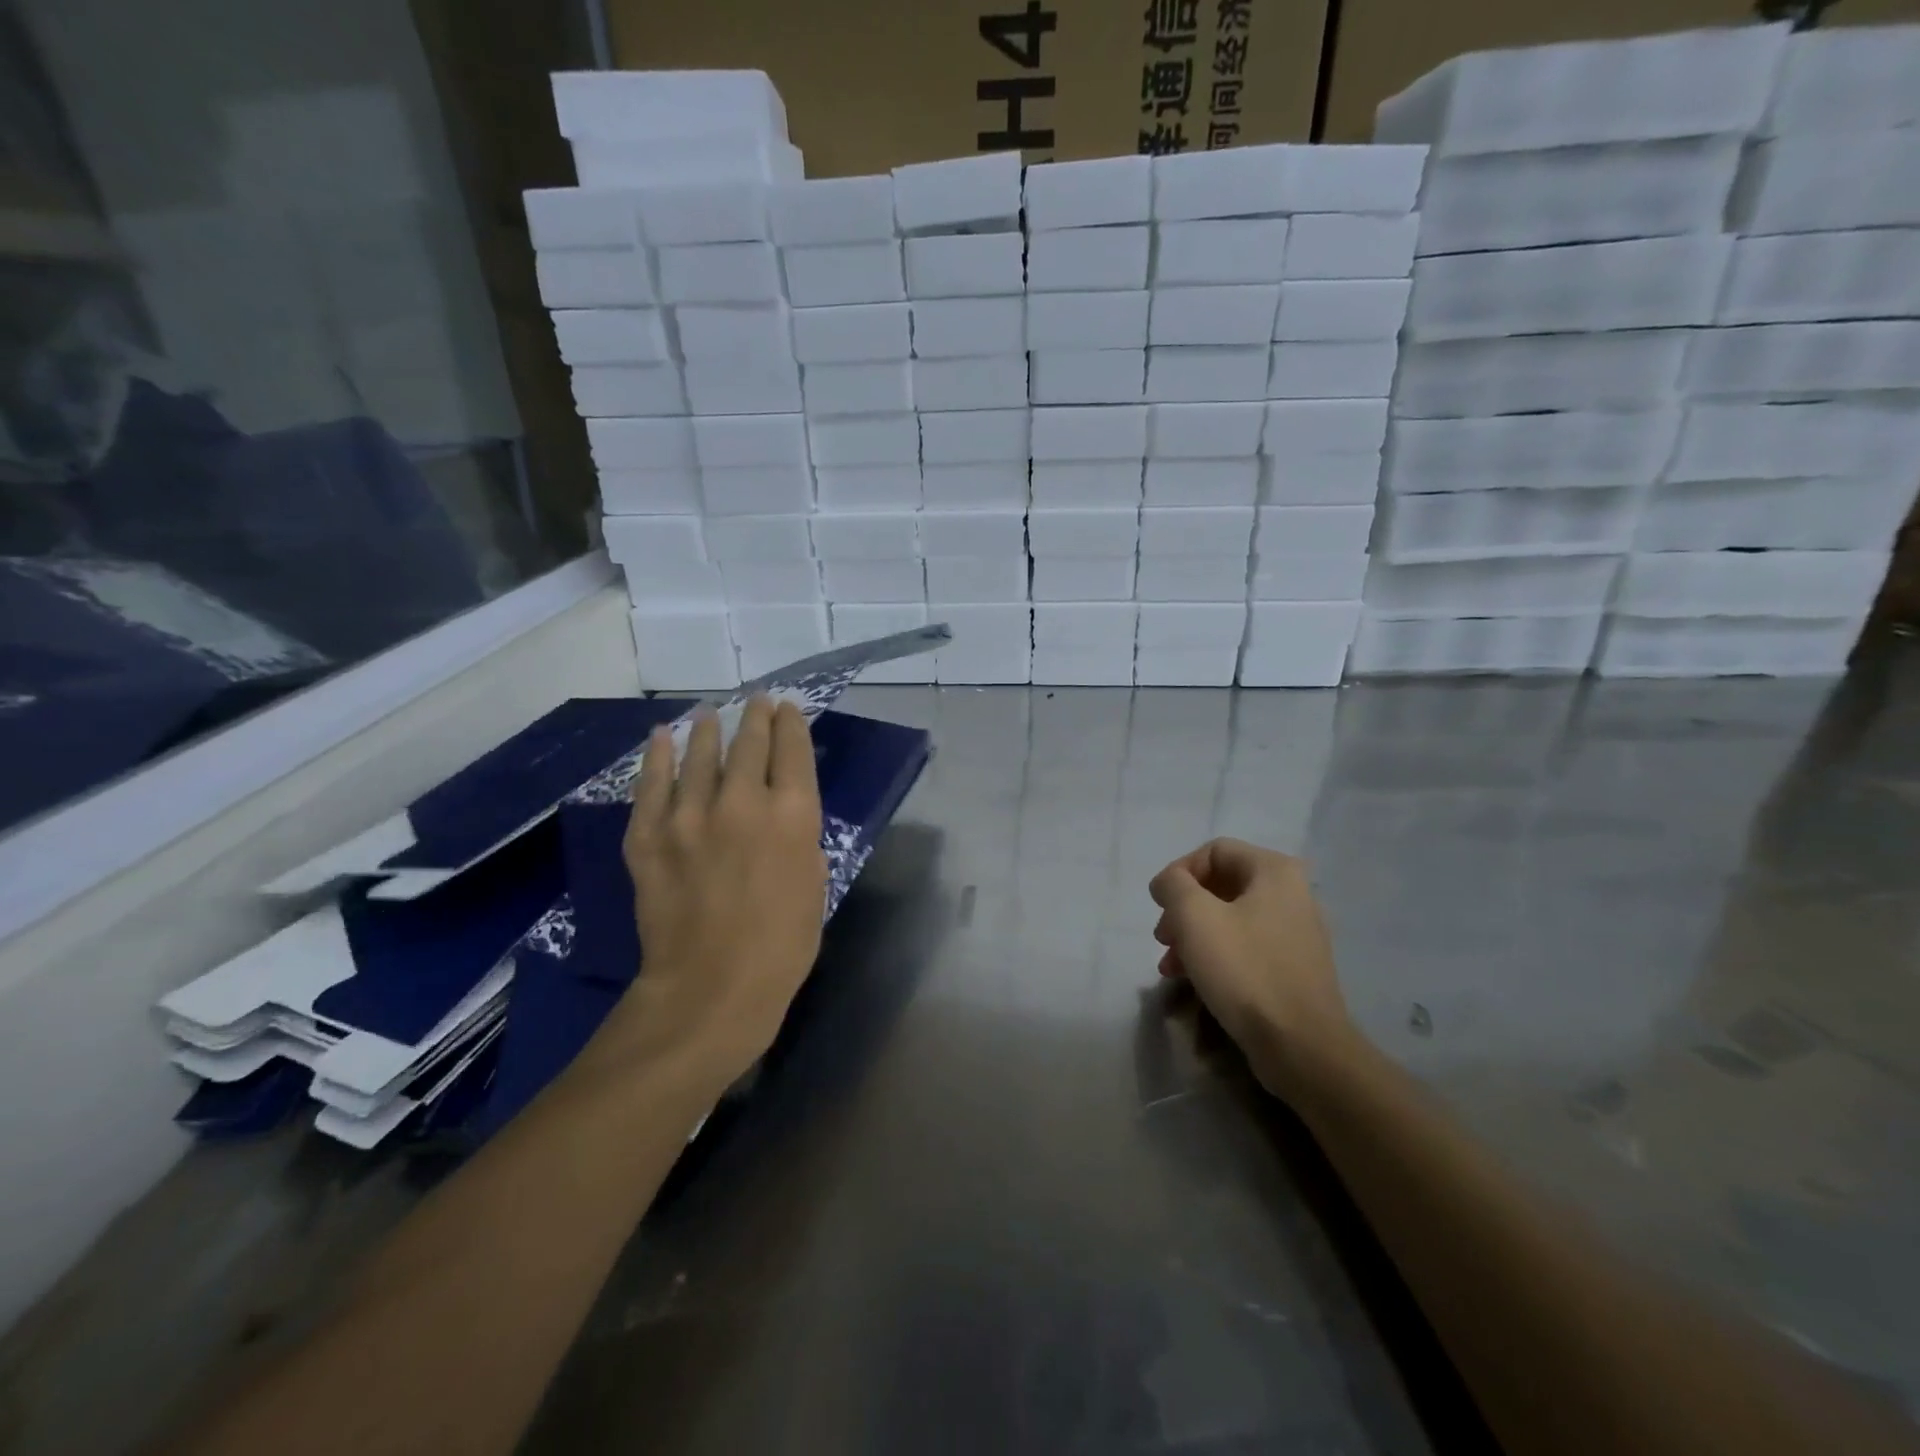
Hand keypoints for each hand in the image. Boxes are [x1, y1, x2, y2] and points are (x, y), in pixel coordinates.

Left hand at [616, 696, 827, 1084]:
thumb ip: (800, 839)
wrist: (710, 989)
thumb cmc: (782, 946)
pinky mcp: (649, 836)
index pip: (793, 751)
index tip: (788, 709)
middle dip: (756, 717)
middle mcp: (743, 802)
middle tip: (757, 701)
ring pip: (700, 756)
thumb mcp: (815, 885)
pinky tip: (660, 737)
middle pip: (750, 743)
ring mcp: (689, 816)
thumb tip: (783, 815)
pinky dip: (655, 757)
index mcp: (793, 815)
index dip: (792, 724)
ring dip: (709, 730)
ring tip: (711, 713)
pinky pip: (651, 785)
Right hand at [1148, 839, 1355, 1097]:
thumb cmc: (1245, 970)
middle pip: (1221, 885)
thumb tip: (1170, 883)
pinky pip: (1246, 946)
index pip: (1214, 851)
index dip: (1178, 872)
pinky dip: (1216, 955)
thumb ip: (1174, 885)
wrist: (1301, 1046)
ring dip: (1193, 935)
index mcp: (1275, 871)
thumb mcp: (1194, 916)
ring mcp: (1297, 932)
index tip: (1158, 905)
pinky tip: (1194, 980)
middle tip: (1162, 937)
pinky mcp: (1294, 967)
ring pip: (1230, 919)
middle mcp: (1293, 893)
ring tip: (1170, 966)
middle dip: (1183, 909)